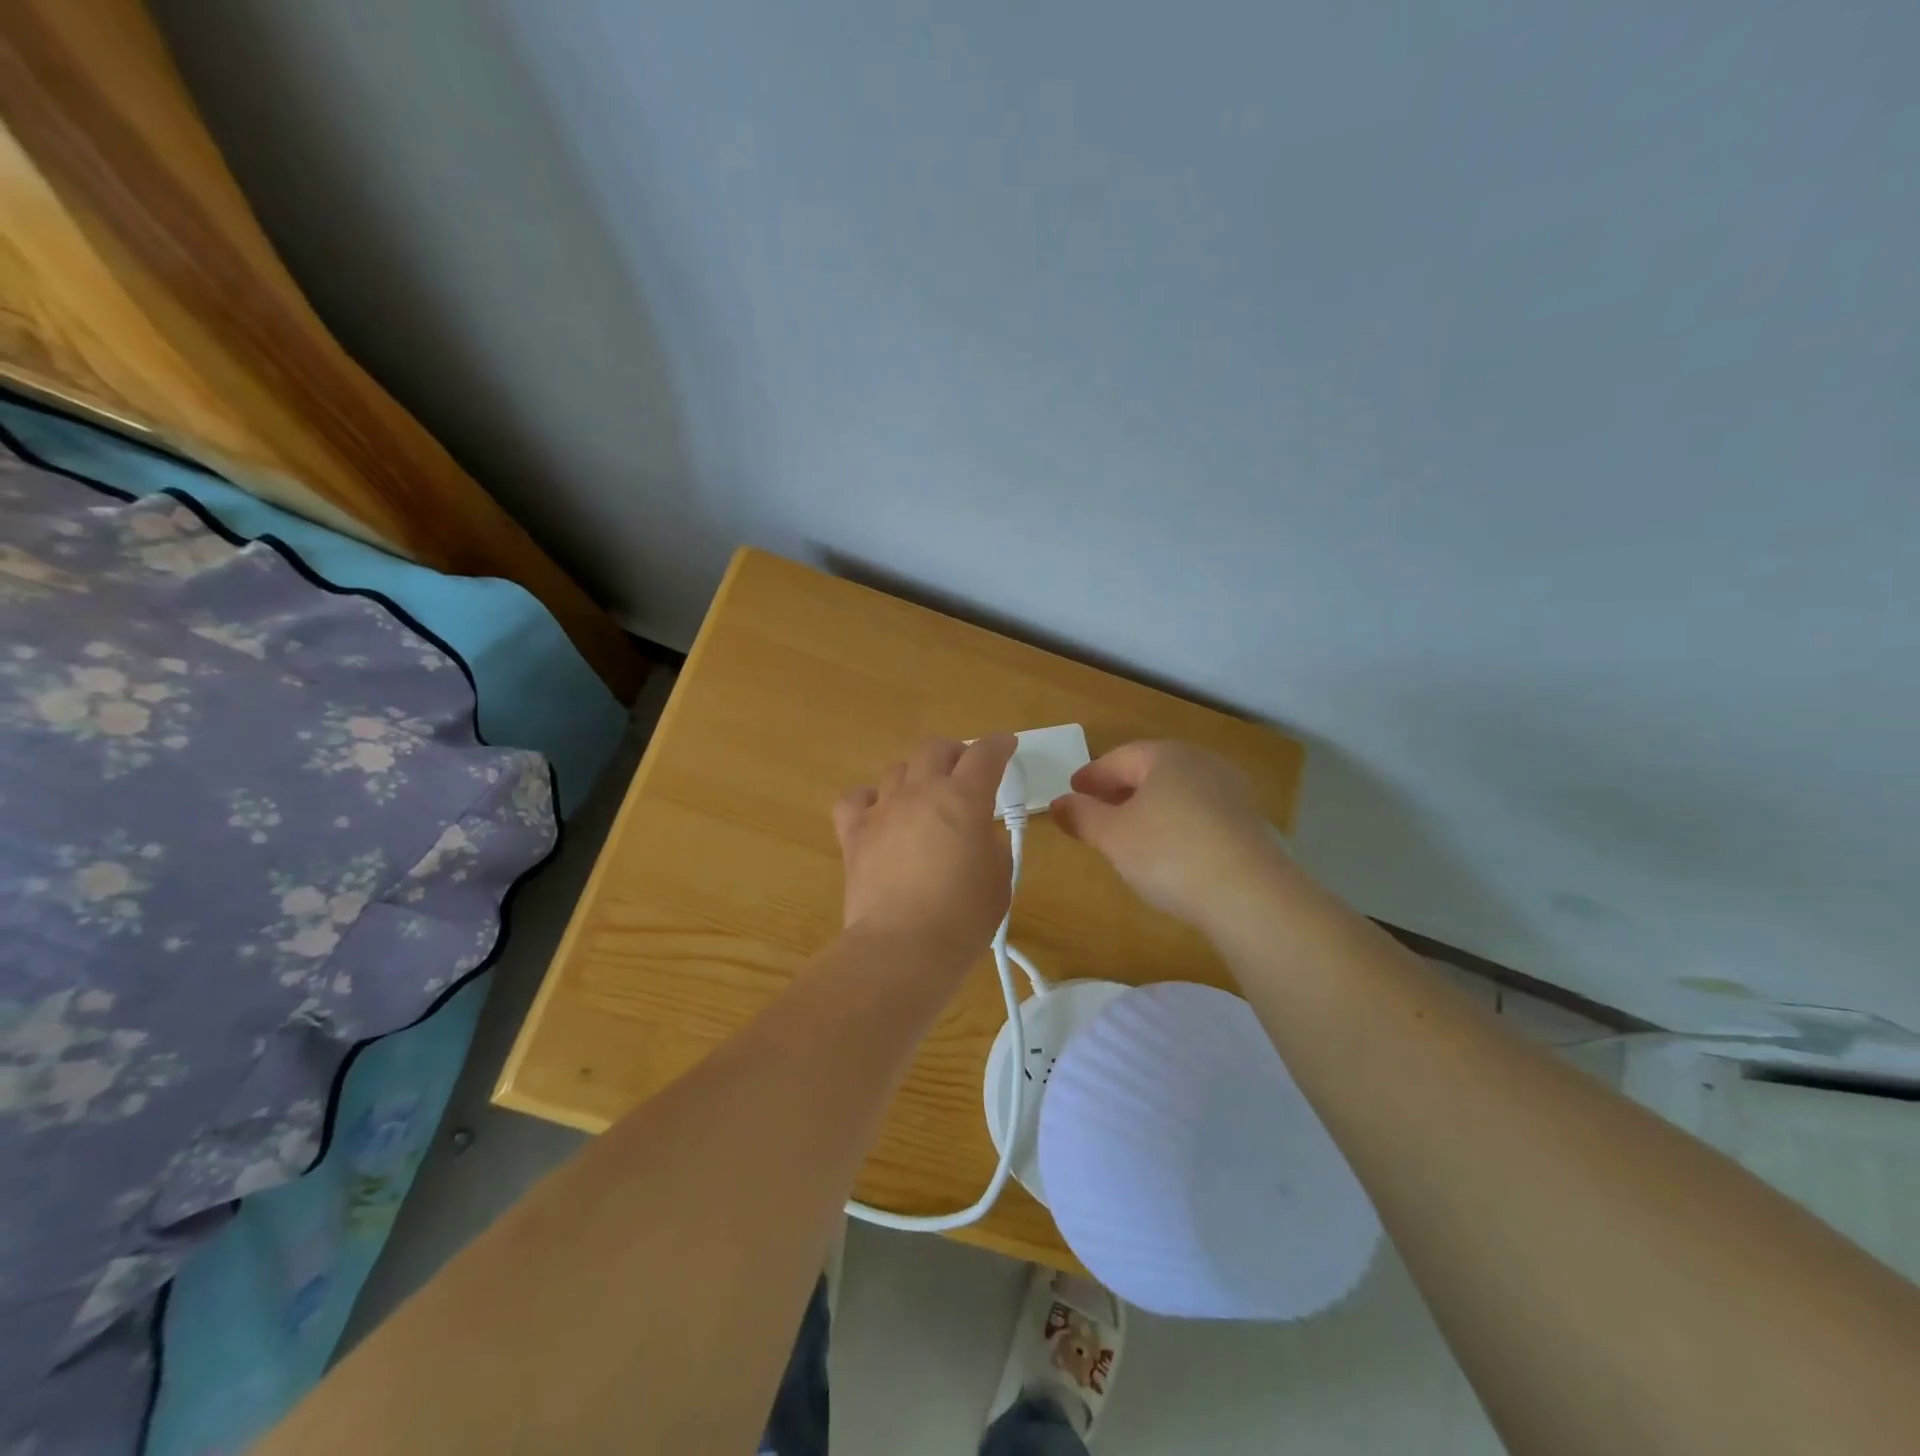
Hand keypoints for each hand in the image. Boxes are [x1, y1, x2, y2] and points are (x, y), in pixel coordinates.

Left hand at [833, 735, 1017, 964]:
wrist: (902, 947)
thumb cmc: (963, 917)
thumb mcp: (999, 879)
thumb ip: (991, 845)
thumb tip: (976, 836)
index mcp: (964, 799)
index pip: (985, 754)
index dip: (999, 745)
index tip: (1006, 745)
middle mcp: (921, 792)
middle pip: (935, 748)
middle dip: (955, 753)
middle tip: (965, 772)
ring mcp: (883, 810)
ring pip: (897, 769)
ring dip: (916, 776)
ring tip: (924, 798)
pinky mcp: (854, 834)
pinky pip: (855, 799)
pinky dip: (869, 800)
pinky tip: (880, 815)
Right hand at [1051, 740, 1293, 930]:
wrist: (1251, 895)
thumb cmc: (1169, 853)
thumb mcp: (1113, 836)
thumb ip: (1082, 816)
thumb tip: (1059, 803)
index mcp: (1167, 756)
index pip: (1120, 757)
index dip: (1093, 774)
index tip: (1073, 789)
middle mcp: (1202, 763)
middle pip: (1152, 770)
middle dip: (1121, 788)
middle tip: (1097, 808)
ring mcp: (1232, 792)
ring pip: (1178, 792)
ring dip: (1150, 806)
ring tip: (1130, 831)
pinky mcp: (1250, 823)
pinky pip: (1201, 813)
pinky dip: (1177, 823)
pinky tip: (1169, 849)